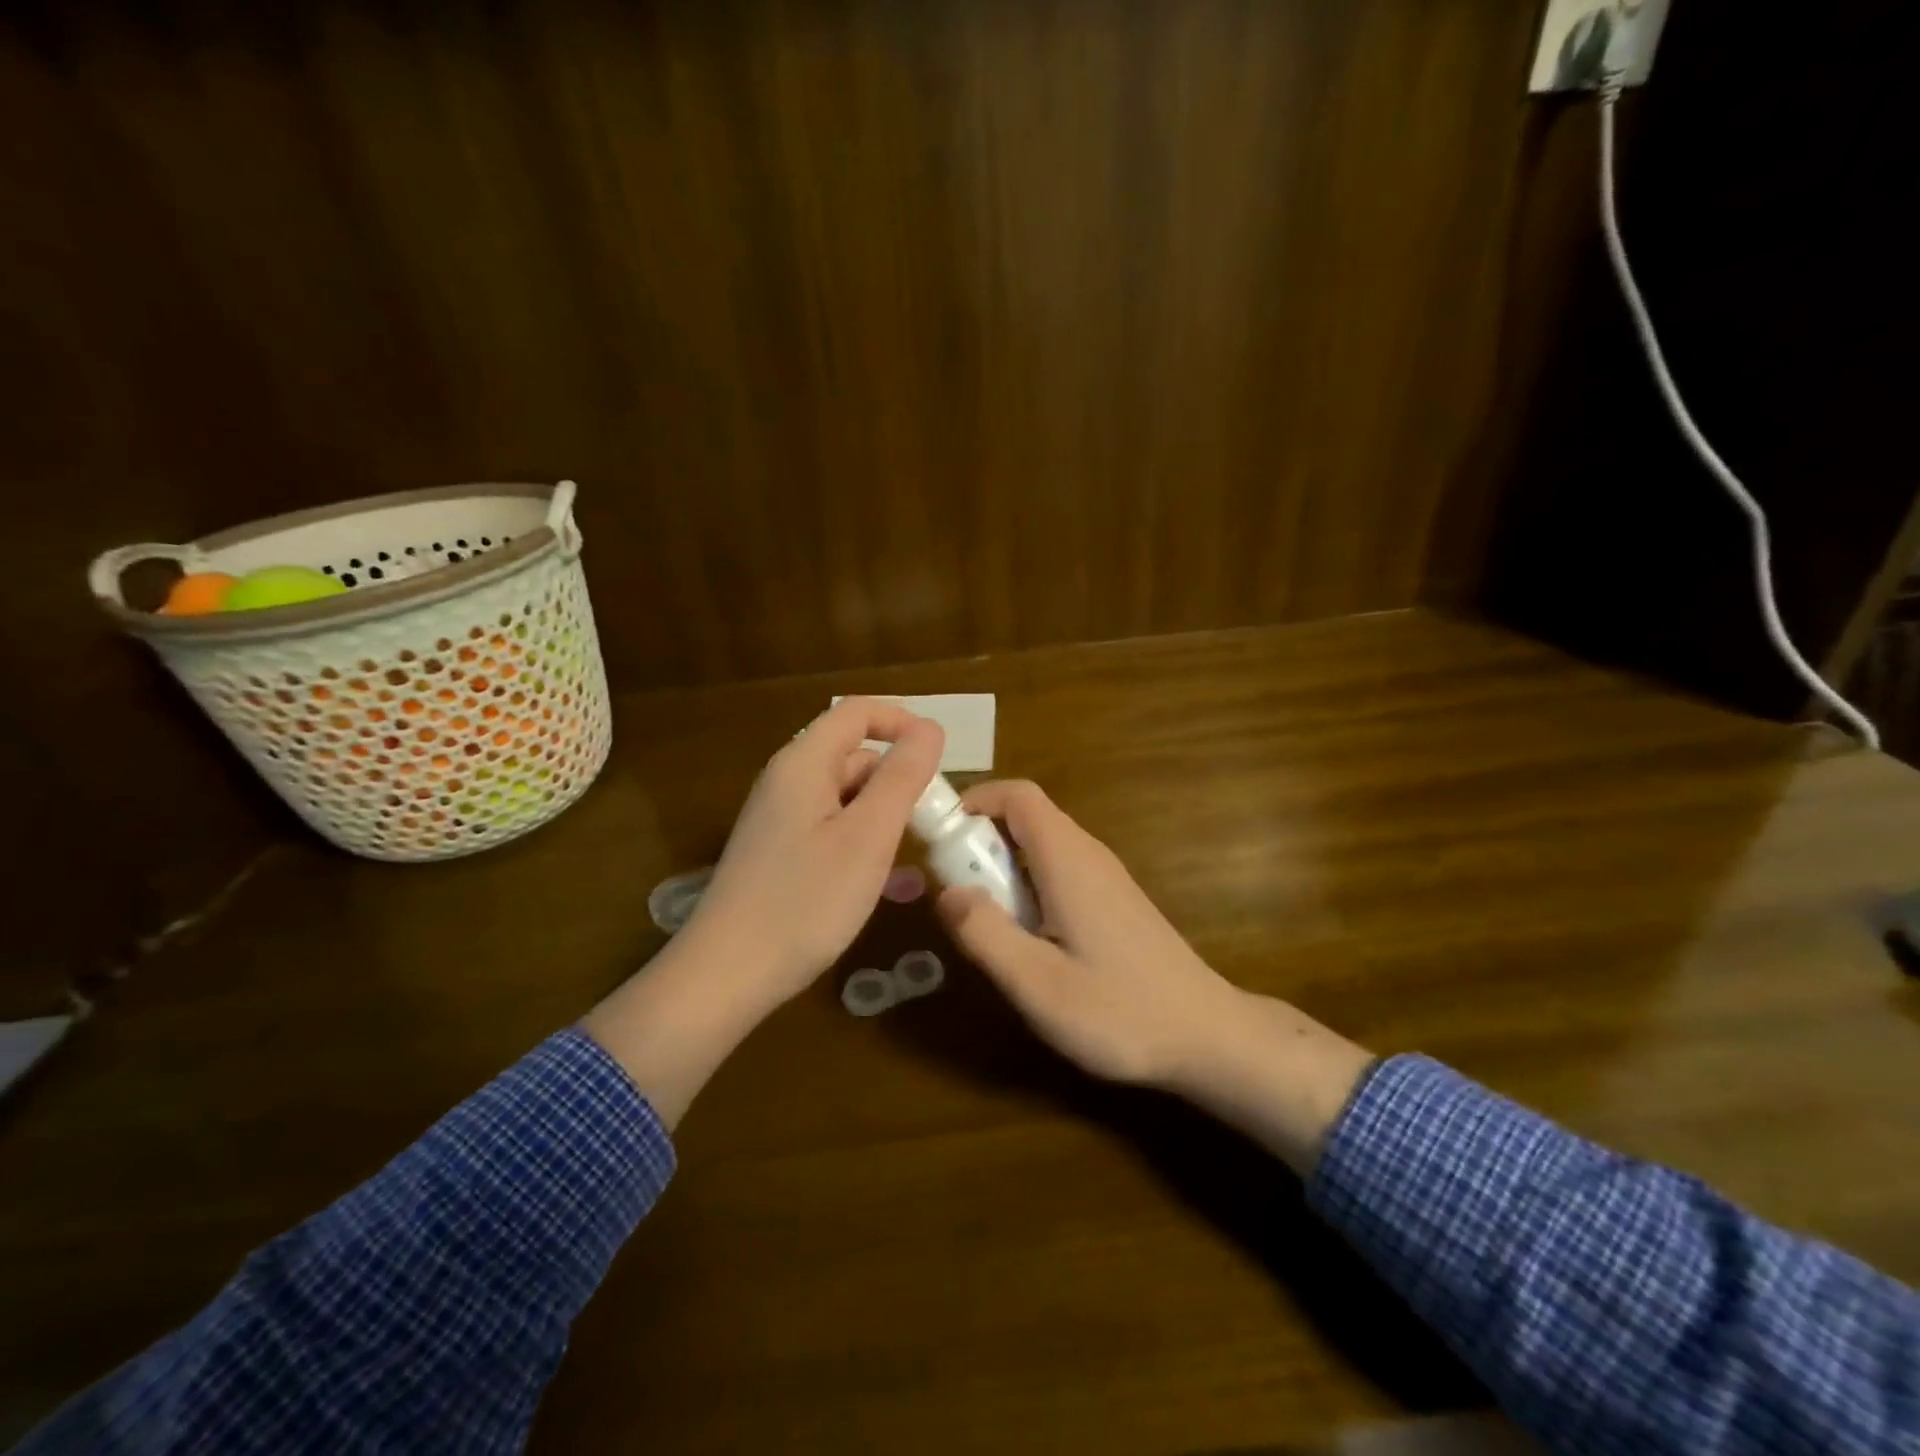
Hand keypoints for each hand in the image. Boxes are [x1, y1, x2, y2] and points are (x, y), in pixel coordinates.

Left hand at [584, 698, 941, 1127]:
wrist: (727, 975)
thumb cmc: (805, 901)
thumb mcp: (868, 837)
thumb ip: (902, 778)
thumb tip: (930, 728)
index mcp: (804, 764)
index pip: (856, 712)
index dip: (901, 721)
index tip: (940, 755)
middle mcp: (787, 782)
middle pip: (853, 756)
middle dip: (898, 779)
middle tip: (935, 822)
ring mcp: (779, 820)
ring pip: (846, 798)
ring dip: (885, 817)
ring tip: (917, 857)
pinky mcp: (778, 854)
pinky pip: (831, 831)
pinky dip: (863, 845)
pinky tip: (889, 885)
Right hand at [936, 779, 1374, 1172]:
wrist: (1208, 1036)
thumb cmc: (1121, 1011)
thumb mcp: (1037, 983)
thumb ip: (985, 933)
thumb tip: (946, 891)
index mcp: (1068, 860)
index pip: (1018, 795)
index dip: (975, 802)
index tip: (940, 838)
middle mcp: (1089, 855)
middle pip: (1026, 818)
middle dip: (980, 842)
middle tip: (956, 893)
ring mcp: (1106, 877)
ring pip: (1041, 846)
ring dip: (1003, 868)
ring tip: (988, 922)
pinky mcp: (1114, 900)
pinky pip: (1059, 871)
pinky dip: (1028, 886)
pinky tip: (1030, 940)